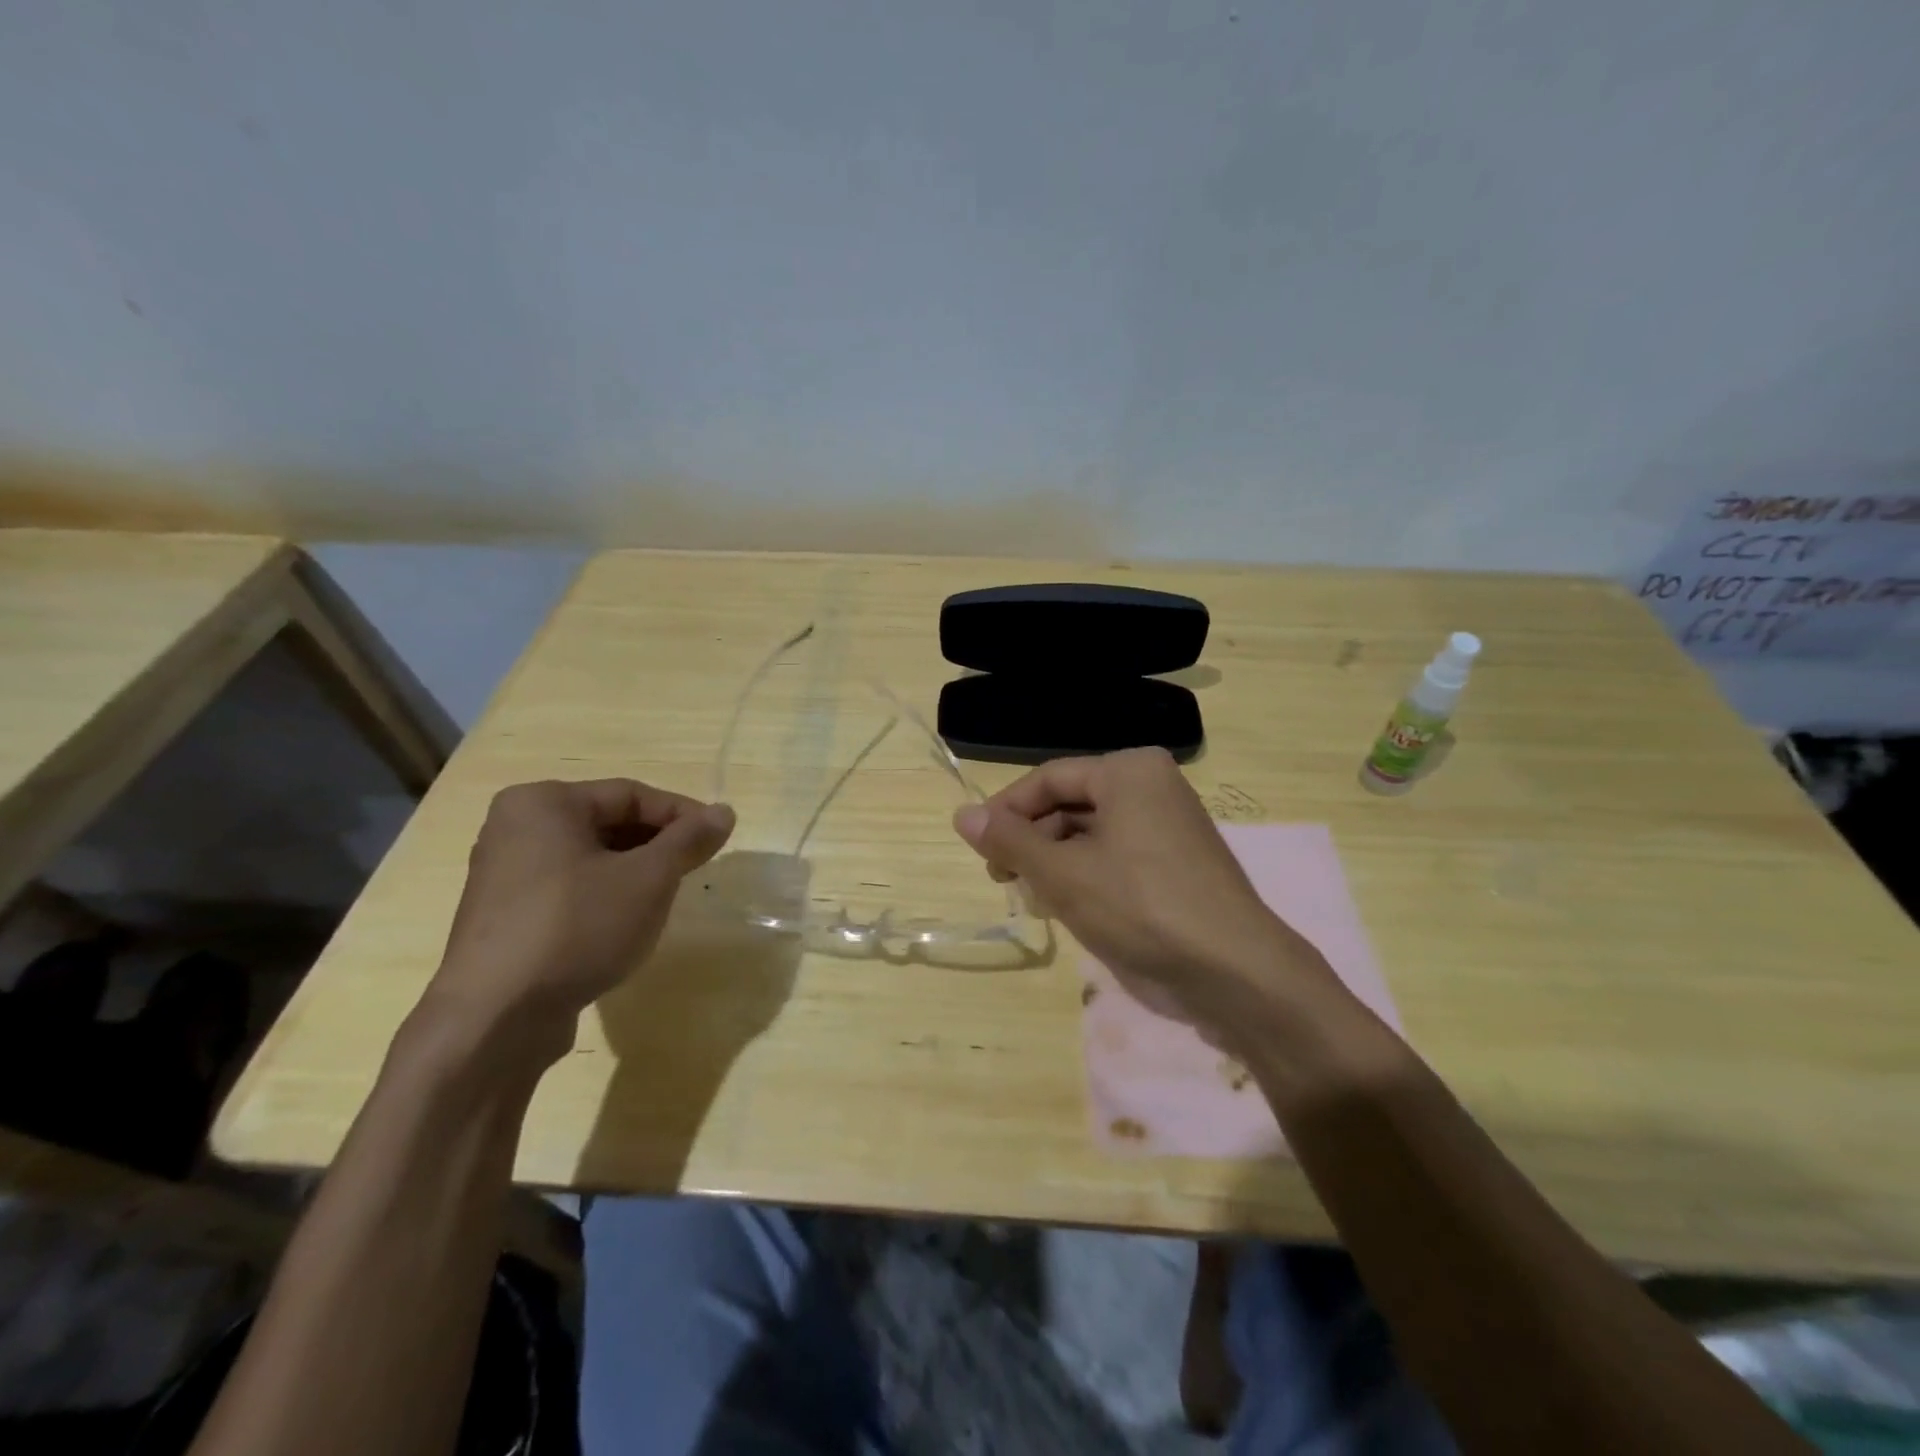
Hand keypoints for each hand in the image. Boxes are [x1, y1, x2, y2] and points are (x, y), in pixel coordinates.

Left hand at [425, 779, 734, 1064]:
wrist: (494, 1019)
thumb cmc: (576, 928)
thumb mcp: (648, 879)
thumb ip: (688, 840)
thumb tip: (725, 812)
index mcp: (543, 803)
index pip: (631, 794)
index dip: (682, 814)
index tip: (718, 838)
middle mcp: (515, 829)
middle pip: (608, 824)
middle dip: (658, 845)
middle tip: (696, 869)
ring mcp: (504, 876)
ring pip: (590, 860)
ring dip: (635, 873)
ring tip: (666, 898)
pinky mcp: (504, 918)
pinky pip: (568, 890)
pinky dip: (604, 897)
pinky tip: (625, 926)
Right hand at [953, 748, 1337, 1029]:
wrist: (1235, 972)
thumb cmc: (1141, 908)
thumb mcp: (1063, 874)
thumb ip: (1009, 842)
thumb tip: (961, 815)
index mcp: (1128, 771)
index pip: (1049, 778)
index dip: (1006, 811)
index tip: (977, 848)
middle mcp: (1152, 787)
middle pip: (1071, 804)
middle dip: (1032, 840)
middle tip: (1003, 880)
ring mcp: (1169, 826)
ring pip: (1091, 833)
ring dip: (1055, 862)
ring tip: (1033, 898)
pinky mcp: (1177, 864)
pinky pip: (1117, 856)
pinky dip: (1087, 876)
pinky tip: (1069, 908)